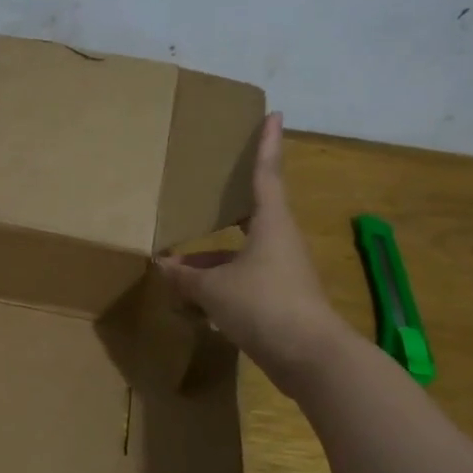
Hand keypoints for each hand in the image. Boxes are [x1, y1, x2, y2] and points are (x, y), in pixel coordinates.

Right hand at [156, 112, 351, 377]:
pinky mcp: (278, 302)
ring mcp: (280, 274)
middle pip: (248, 217)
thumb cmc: (265, 305)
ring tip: (173, 268)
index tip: (274, 114)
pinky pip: (241, 284)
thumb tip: (161, 265)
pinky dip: (217, 289)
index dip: (267, 144)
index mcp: (270, 225)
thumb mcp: (214, 289)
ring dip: (209, 262)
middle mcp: (278, 243)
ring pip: (238, 257)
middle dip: (223, 209)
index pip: (266, 173)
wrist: (311, 358)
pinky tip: (191, 304)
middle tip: (202, 194)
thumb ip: (185, 276)